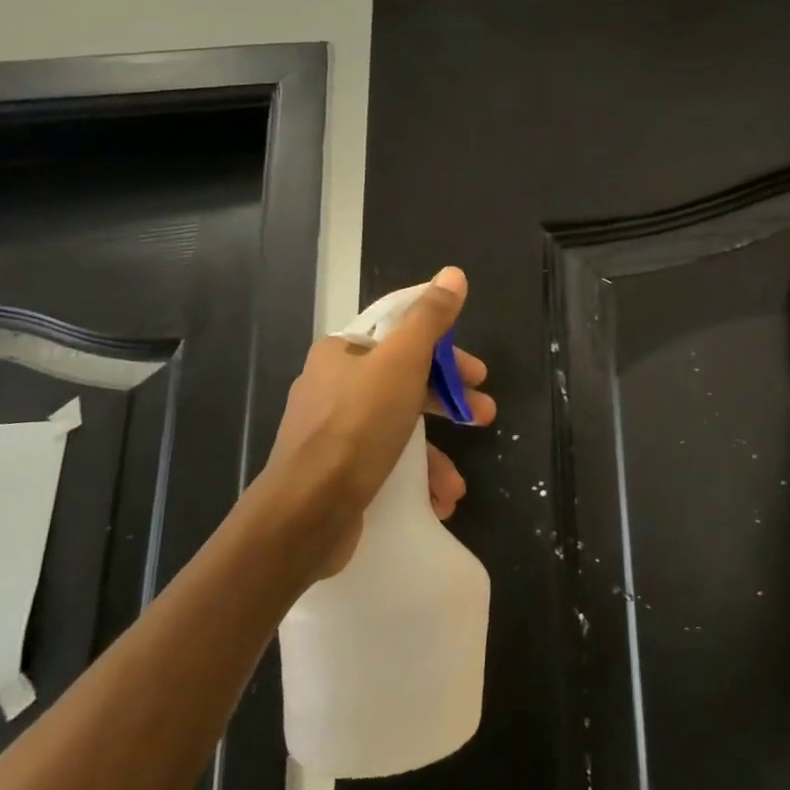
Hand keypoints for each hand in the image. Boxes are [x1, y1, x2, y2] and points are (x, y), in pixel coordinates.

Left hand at [254, 267, 495, 580]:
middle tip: (483, 415)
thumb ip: (430, 318)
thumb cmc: (357, 426)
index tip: (477, 372)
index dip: (445, 349)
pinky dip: (414, 478)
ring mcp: (332, 433)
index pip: (402, 334)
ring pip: (398, 427)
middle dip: (449, 401)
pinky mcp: (335, 473)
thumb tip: (453, 274)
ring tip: (459, 483)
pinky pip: (384, 463)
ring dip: (436, 451)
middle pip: (404, 381)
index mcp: (342, 353)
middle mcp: (332, 387)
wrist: (305, 514)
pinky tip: (436, 500)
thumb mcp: (402, 362)